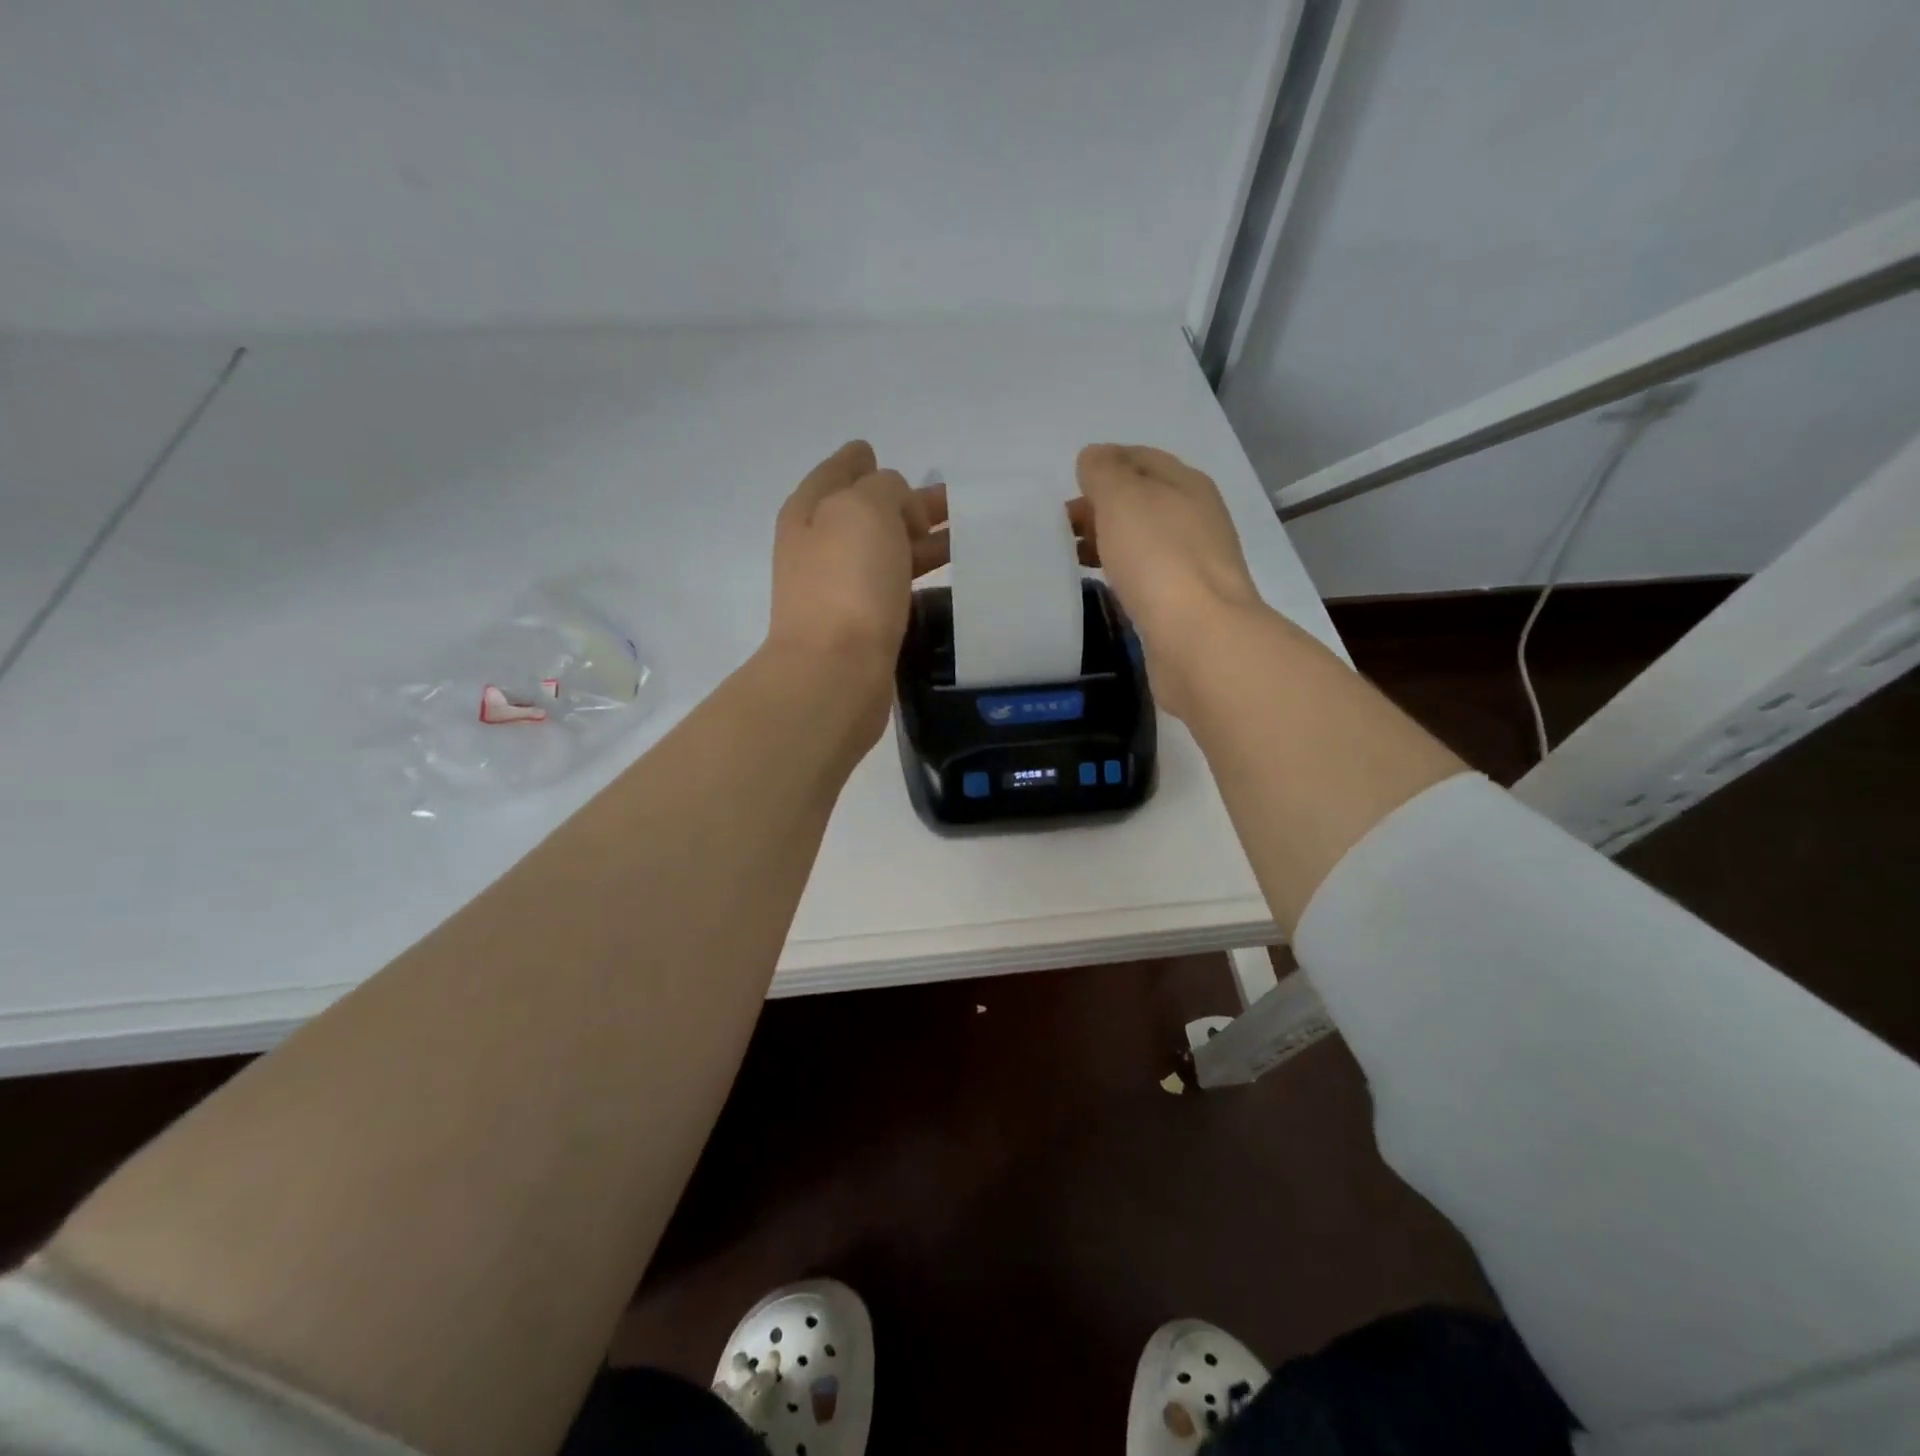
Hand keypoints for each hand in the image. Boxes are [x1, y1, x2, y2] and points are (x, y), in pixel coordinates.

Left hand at [767, 439, 948, 704]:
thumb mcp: (864, 509)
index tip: (878, 451)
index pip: (837, 472)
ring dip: (921, 540)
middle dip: (906, 502)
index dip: (859, 459)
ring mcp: (839, 590)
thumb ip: (884, 489)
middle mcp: (819, 548)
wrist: (834, 672)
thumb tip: (898, 507)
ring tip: (966, 537)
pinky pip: (895, 588)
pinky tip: (946, 579)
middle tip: (954, 501)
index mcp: (811, 511)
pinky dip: (919, 576)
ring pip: (886, 552)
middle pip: (867, 513)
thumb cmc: (847, 583)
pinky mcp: (862, 627)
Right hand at [1073, 444, 1263, 714]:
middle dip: (1101, 507)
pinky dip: (1120, 572)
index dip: (1104, 465)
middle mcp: (1195, 519)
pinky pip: (1145, 576)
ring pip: (1142, 540)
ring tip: (1072, 557)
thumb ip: (1105, 472)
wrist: (1199, 638)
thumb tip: (1094, 458)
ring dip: (1108, 541)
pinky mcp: (1183, 603)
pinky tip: (1102, 584)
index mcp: (1186, 484)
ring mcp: (1192, 563)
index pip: (1141, 458)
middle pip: (1142, 501)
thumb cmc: (1158, 559)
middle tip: (1061, 527)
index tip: (1068, 485)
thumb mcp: (1123, 499)